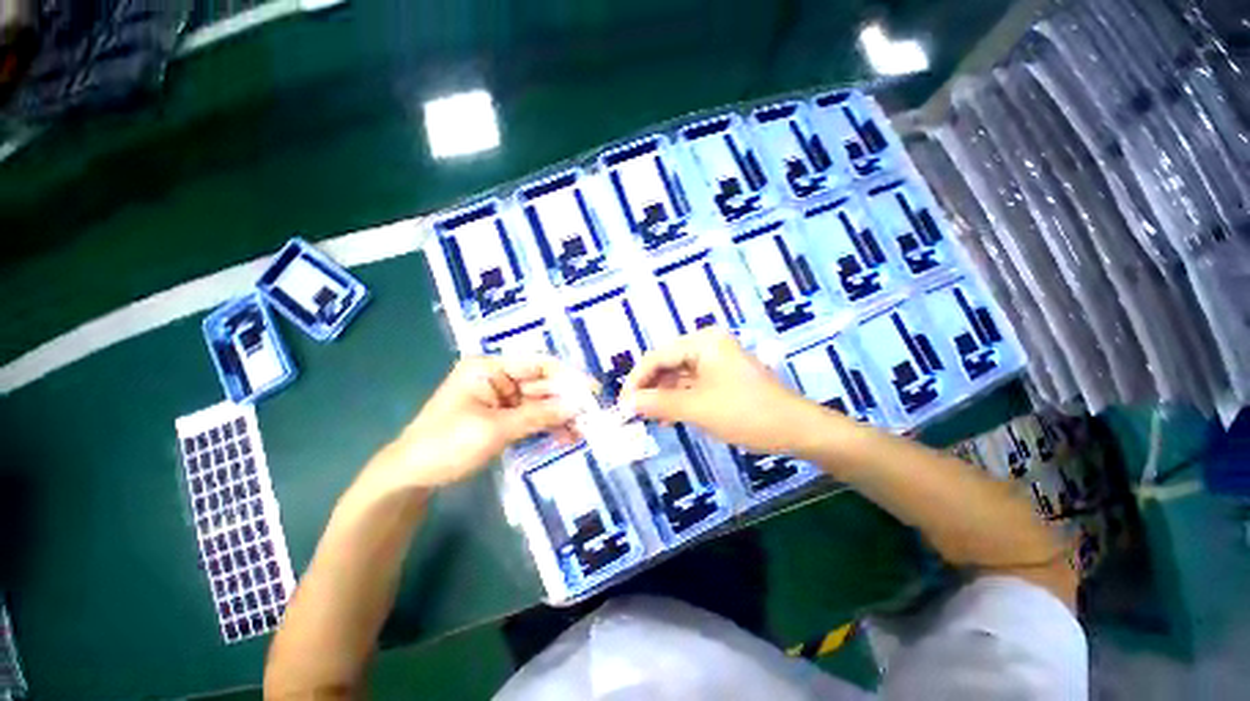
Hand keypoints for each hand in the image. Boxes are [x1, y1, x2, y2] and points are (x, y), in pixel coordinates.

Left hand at [378, 356, 581, 488]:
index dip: (567, 376)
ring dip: (560, 415)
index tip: (591, 390)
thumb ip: (538, 416)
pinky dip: (547, 426)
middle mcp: (497, 378)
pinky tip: (566, 436)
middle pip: (541, 384)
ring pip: (539, 402)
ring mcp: (500, 399)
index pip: (537, 364)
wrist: (411, 477)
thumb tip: (576, 407)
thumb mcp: (495, 429)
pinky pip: (531, 417)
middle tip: (593, 415)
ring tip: (584, 430)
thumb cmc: (447, 444)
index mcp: (489, 368)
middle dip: (566, 399)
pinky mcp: (502, 417)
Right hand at [619, 329, 830, 455]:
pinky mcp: (722, 377)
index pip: (657, 357)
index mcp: (702, 342)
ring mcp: (716, 361)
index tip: (622, 405)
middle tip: (634, 414)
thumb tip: (626, 403)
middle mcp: (707, 345)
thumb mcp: (696, 408)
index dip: (636, 380)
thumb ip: (657, 403)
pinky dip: (679, 400)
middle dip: (650, 389)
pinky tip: (669, 417)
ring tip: (649, 419)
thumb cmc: (745, 413)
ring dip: (663, 397)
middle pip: (667, 364)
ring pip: (678, 376)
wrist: (796, 429)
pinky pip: (692, 385)